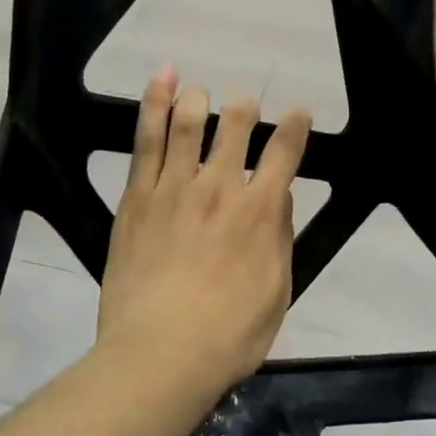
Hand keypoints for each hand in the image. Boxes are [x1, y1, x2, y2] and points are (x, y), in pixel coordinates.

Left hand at [96, 70, 311, 393]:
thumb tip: (278, 194)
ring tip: (200, 92)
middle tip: (244, 108)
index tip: (297, 114)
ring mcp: (174, 187)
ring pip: (189, 123)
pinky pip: (147, 139)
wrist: (159, 354)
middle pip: (236, 126)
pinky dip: (154, 103)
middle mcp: (220, 187)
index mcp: (260, 211)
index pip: (285, 151)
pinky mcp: (137, 195)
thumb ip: (279, 237)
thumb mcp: (276, 293)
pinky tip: (162, 81)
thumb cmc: (228, 335)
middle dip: (245, 108)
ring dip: (199, 100)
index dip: (295, 126)